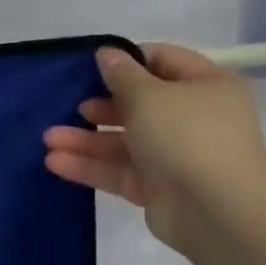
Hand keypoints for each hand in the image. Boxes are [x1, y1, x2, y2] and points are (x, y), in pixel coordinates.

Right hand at [44, 43, 265, 254]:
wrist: (217, 211)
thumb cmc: (187, 135)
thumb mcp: (149, 94)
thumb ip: (122, 74)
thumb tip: (107, 53)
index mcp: (207, 86)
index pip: (164, 61)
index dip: (129, 60)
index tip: (93, 66)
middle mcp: (194, 119)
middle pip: (139, 105)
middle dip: (100, 106)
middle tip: (72, 106)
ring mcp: (176, 156)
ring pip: (124, 142)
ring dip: (86, 139)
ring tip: (48, 139)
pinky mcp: (158, 189)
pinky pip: (120, 172)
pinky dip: (90, 166)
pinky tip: (55, 162)